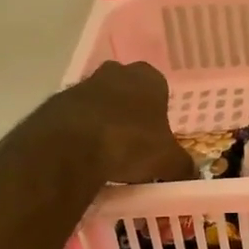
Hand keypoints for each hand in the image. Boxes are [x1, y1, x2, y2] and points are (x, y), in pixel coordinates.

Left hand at [45, 61, 195, 184]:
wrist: (71, 146)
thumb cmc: (130, 143)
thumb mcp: (168, 161)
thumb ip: (183, 166)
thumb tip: (192, 175)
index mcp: (149, 78)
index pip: (160, 89)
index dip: (159, 113)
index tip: (157, 136)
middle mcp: (116, 72)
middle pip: (128, 92)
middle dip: (130, 113)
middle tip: (134, 145)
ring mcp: (83, 84)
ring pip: (100, 103)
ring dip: (104, 122)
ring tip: (108, 156)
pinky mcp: (56, 102)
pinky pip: (75, 118)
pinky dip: (80, 133)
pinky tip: (83, 157)